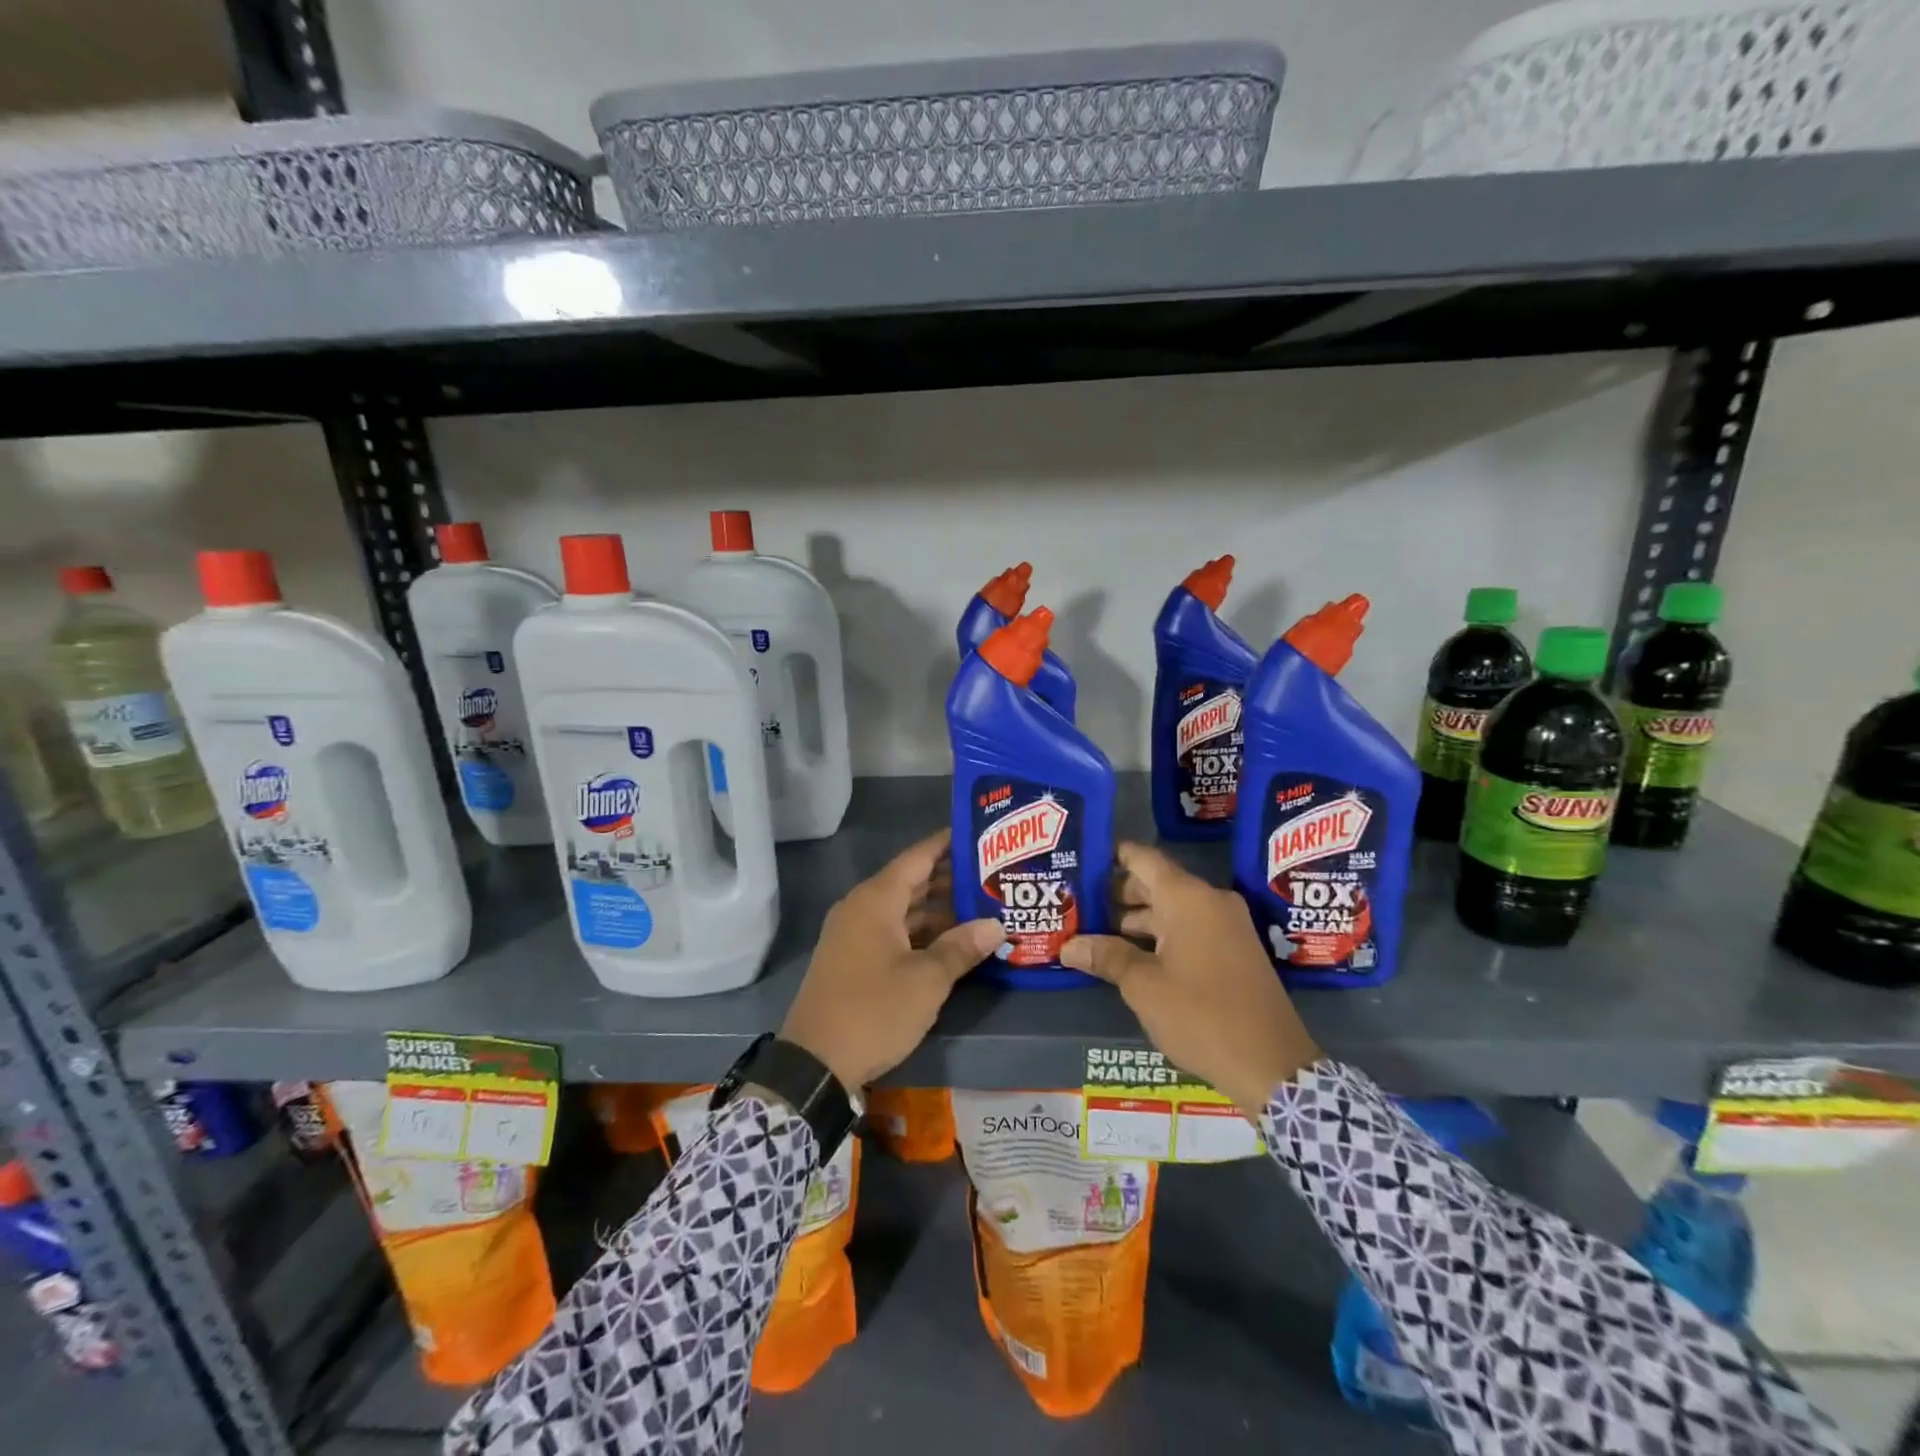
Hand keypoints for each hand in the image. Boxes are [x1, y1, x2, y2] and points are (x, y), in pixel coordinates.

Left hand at [781, 831, 1005, 1091]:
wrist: (813, 1063)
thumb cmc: (873, 1011)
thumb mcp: (926, 981)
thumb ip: (961, 948)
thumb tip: (996, 925)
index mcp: (876, 900)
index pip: (917, 857)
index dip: (947, 844)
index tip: (978, 832)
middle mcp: (862, 908)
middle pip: (911, 882)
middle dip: (950, 879)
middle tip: (992, 876)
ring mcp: (854, 935)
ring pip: (903, 910)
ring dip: (938, 911)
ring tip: (982, 909)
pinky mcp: (853, 960)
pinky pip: (893, 932)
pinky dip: (921, 933)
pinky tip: (952, 943)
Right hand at [1061, 842, 1320, 1116]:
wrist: (1272, 1065)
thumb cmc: (1201, 1015)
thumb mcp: (1143, 986)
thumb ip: (1106, 957)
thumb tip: (1069, 945)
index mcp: (1187, 898)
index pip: (1143, 858)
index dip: (1111, 855)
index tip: (1081, 859)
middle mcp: (1209, 901)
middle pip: (1156, 883)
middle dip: (1116, 894)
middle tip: (1078, 904)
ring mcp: (1226, 926)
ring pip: (1172, 909)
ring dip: (1136, 920)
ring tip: (1095, 933)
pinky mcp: (1234, 951)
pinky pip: (1189, 928)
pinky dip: (1160, 935)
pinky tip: (1131, 955)